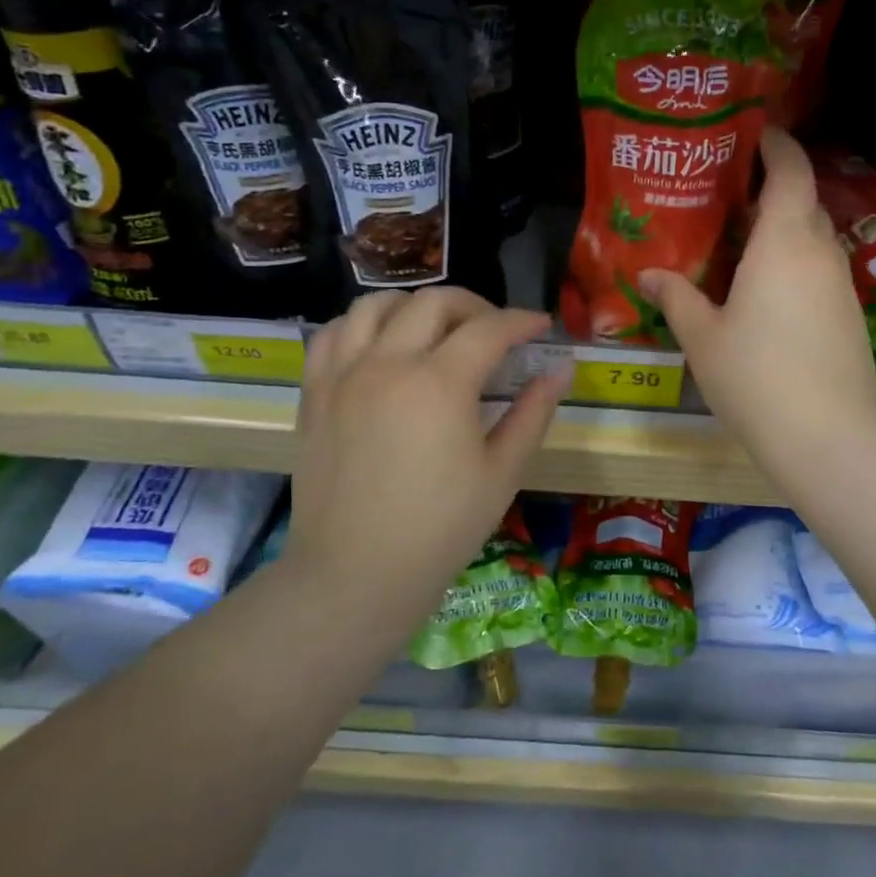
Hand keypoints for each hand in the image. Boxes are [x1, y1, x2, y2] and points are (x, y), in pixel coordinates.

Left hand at [285, 288, 568, 631]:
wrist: (356, 573)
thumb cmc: (441, 529)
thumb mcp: (503, 472)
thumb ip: (534, 412)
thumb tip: (561, 368)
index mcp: (439, 383)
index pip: (489, 328)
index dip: (522, 321)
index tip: (541, 327)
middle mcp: (387, 363)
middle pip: (434, 302)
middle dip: (475, 306)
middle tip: (496, 332)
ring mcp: (343, 374)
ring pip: (376, 304)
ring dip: (415, 306)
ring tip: (436, 331)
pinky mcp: (314, 393)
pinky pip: (332, 334)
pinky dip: (362, 326)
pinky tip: (381, 347)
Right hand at [640, 129, 875, 474]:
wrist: (828, 436)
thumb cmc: (756, 377)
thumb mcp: (703, 338)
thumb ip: (676, 298)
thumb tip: (647, 274)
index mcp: (784, 242)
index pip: (791, 171)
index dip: (776, 146)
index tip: (755, 134)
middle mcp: (820, 253)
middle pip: (804, 202)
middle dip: (774, 190)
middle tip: (731, 197)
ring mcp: (842, 285)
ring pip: (814, 239)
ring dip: (786, 231)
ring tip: (744, 245)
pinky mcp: (850, 316)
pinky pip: (821, 271)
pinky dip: (797, 265)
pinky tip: (768, 294)